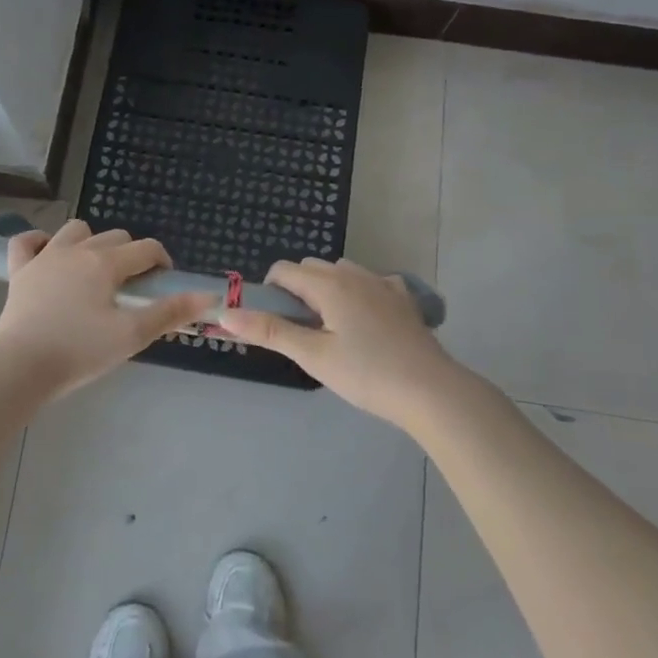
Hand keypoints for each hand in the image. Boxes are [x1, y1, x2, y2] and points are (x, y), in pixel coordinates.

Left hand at [0, 220, 215, 399]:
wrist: (21, 367)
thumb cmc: (81, 351)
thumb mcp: (132, 335)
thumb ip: (170, 312)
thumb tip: (208, 296)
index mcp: (106, 263)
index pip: (146, 249)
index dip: (162, 263)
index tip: (164, 285)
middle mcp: (76, 250)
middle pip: (115, 237)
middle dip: (130, 255)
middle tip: (132, 288)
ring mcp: (44, 258)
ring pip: (74, 231)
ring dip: (90, 242)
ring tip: (94, 271)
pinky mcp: (19, 272)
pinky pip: (25, 242)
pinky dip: (38, 243)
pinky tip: (46, 255)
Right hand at [220, 258, 464, 426]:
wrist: (431, 390)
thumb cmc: (366, 373)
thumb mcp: (312, 355)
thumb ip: (269, 332)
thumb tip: (227, 313)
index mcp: (329, 284)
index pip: (284, 270)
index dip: (268, 290)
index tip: (272, 322)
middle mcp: (355, 274)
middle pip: (312, 268)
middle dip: (296, 290)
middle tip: (299, 331)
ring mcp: (383, 284)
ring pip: (342, 273)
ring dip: (326, 289)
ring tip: (330, 329)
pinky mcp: (403, 300)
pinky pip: (371, 283)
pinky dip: (358, 293)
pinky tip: (364, 321)